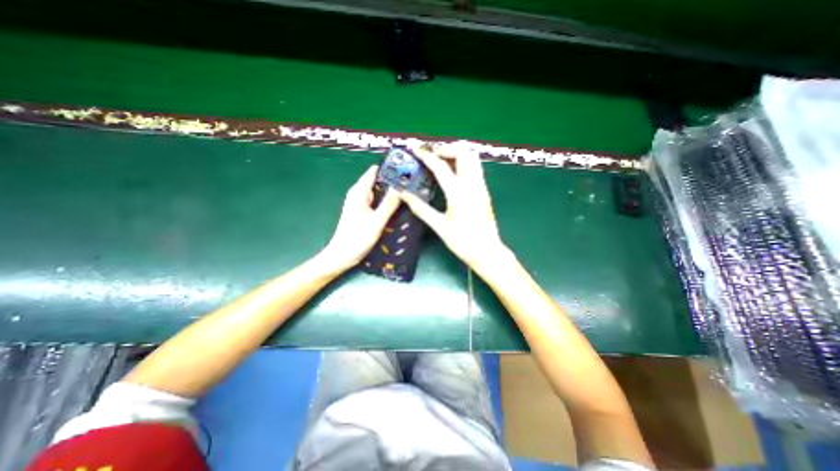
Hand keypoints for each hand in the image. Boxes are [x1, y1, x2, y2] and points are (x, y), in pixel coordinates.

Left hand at [321, 165, 400, 270]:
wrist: (342, 255)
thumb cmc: (357, 238)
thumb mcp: (376, 221)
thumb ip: (389, 204)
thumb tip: (401, 187)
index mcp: (359, 192)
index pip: (375, 171)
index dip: (390, 168)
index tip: (406, 170)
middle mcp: (359, 194)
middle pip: (377, 180)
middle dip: (393, 181)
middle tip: (411, 183)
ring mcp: (360, 203)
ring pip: (378, 192)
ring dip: (390, 192)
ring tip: (408, 193)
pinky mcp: (363, 211)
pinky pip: (376, 201)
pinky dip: (386, 201)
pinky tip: (397, 205)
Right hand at [398, 145, 507, 274]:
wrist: (487, 252)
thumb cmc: (462, 242)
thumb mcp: (439, 226)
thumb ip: (421, 208)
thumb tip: (403, 194)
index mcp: (459, 194)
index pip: (441, 167)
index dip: (427, 156)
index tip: (416, 150)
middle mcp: (473, 185)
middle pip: (464, 153)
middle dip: (447, 149)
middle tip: (432, 156)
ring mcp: (481, 187)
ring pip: (473, 158)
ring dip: (457, 154)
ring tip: (442, 162)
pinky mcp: (485, 191)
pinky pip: (475, 168)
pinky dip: (463, 163)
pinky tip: (453, 174)